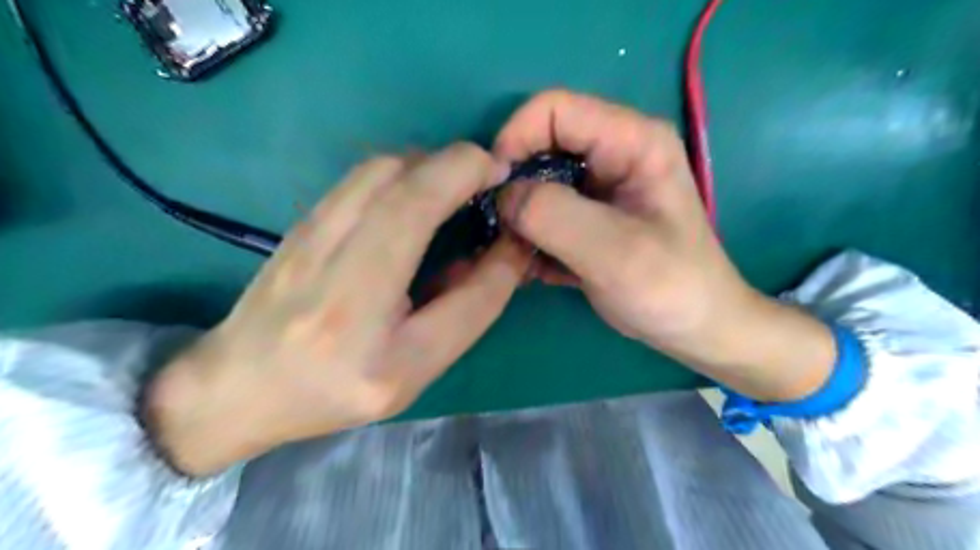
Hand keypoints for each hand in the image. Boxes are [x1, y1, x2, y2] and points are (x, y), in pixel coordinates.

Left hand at [144, 144, 528, 474]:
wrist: (236, 385)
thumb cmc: (334, 390)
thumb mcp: (416, 369)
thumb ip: (468, 309)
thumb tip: (506, 250)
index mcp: (363, 317)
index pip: (433, 238)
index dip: (479, 203)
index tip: (506, 189)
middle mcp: (331, 265)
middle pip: (403, 182)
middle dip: (459, 164)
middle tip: (489, 178)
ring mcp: (308, 233)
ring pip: (381, 168)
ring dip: (432, 164)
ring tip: (458, 186)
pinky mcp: (303, 219)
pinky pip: (363, 175)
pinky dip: (405, 171)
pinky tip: (419, 195)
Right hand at [494, 93, 829, 401]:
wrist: (694, 327)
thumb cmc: (670, 287)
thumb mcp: (614, 252)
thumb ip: (555, 216)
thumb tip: (502, 196)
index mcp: (631, 141)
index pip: (553, 109)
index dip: (514, 139)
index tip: (493, 189)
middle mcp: (613, 153)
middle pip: (540, 145)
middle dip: (512, 185)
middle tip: (500, 230)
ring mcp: (599, 187)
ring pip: (537, 182)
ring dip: (518, 217)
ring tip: (516, 256)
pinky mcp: (588, 216)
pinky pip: (544, 212)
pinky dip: (530, 236)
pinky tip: (533, 268)